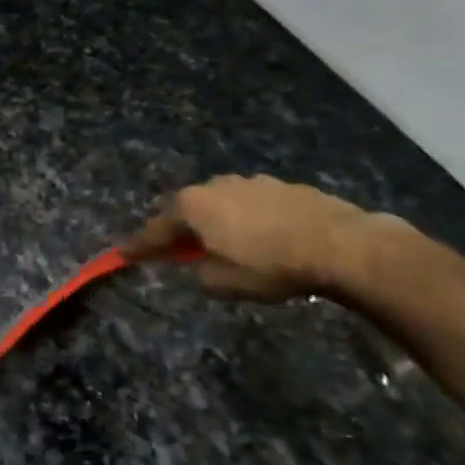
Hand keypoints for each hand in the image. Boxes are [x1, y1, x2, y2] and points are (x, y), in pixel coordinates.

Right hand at [122, 174, 384, 301]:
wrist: (343, 246)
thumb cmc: (270, 266)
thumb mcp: (222, 282)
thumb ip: (199, 272)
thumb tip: (200, 264)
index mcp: (193, 206)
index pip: (155, 230)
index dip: (139, 246)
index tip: (122, 253)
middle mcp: (216, 186)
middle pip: (188, 210)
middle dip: (180, 229)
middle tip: (177, 250)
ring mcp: (251, 182)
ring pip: (221, 204)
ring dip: (217, 222)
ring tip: (226, 245)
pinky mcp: (284, 187)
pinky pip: (252, 205)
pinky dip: (248, 220)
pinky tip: (263, 239)